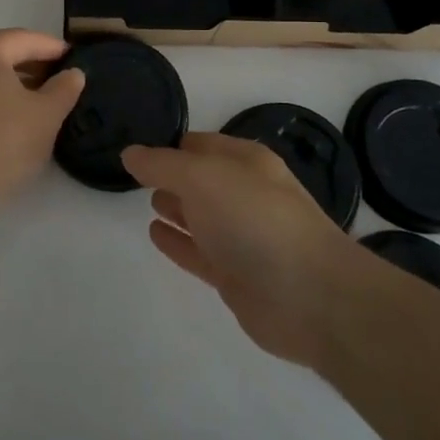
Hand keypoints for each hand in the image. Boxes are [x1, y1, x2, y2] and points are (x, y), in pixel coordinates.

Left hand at [0, 29, 84, 227]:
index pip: (27, 39)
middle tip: (62, 79)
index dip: (55, 49)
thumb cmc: (2, 142)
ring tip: (41, 98)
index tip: (77, 59)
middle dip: (34, 64)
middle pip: (4, 52)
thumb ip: (65, 88)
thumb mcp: (47, 115)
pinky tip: (12, 115)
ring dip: (14, 80)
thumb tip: (73, 73)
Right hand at [123, 131, 364, 367]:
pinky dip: (177, 242)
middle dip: (173, 175)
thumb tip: (130, 153)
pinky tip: (154, 233)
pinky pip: (198, 252)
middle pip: (201, 179)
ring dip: (175, 207)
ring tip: (145, 201)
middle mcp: (245, 194)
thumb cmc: (255, 218)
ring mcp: (242, 237)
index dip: (171, 145)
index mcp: (245, 161)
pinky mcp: (236, 276)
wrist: (309, 295)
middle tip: (135, 174)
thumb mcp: (202, 176)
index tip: (138, 148)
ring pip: (200, 216)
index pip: (201, 144)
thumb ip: (162, 165)